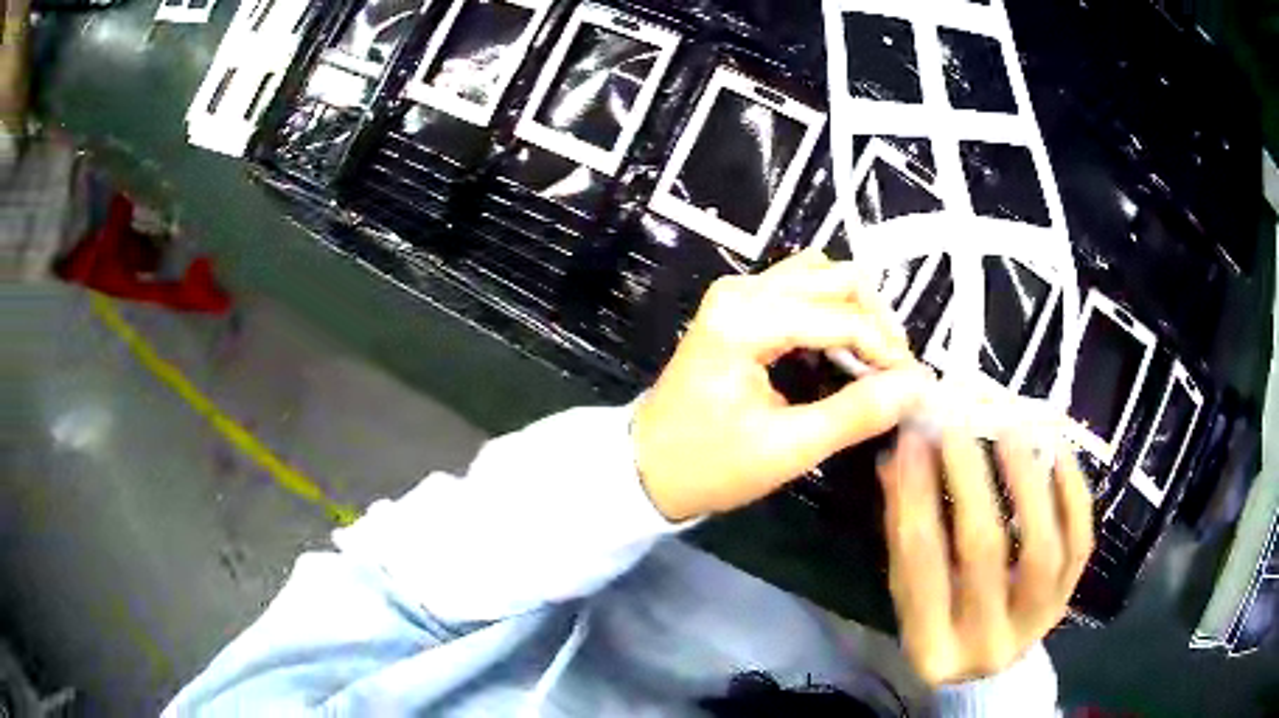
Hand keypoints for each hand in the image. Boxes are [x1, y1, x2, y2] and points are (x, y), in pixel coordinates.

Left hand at [632, 250, 934, 521]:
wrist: (647, 466)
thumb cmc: (709, 464)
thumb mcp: (787, 449)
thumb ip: (856, 414)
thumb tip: (917, 388)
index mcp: (746, 319)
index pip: (840, 316)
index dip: (886, 348)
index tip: (914, 385)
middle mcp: (742, 290)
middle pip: (835, 278)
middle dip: (876, 322)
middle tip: (896, 373)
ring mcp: (738, 293)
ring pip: (821, 277)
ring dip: (856, 312)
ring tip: (876, 360)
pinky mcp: (739, 306)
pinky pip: (801, 289)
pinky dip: (832, 312)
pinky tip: (844, 350)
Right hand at [879, 428, 1093, 685]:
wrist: (989, 657)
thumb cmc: (940, 623)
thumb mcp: (910, 591)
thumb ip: (904, 530)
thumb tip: (901, 455)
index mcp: (931, 649)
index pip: (920, 562)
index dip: (915, 494)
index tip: (912, 438)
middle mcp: (985, 644)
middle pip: (983, 551)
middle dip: (970, 479)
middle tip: (959, 424)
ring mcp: (1035, 624)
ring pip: (1040, 548)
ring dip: (1027, 481)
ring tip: (1011, 429)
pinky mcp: (1068, 598)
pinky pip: (1079, 542)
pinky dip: (1071, 492)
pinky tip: (1056, 450)